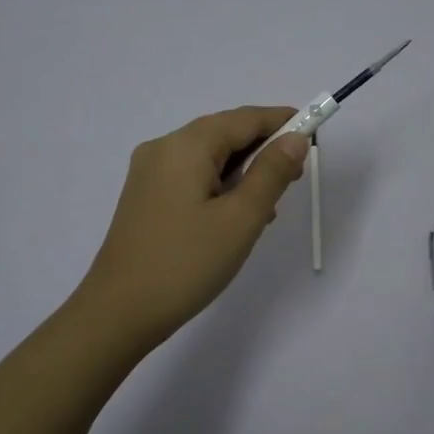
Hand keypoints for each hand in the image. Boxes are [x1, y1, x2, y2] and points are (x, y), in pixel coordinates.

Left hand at [74, 106, 309, 350]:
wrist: (118, 314)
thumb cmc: (186, 263)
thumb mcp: (241, 218)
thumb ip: (272, 173)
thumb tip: (295, 138)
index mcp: (186, 145)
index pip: (244, 118)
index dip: (282, 123)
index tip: (314, 136)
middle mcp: (163, 148)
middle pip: (224, 133)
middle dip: (263, 149)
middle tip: (294, 180)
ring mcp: (149, 173)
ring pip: (208, 157)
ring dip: (243, 171)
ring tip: (267, 208)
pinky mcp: (145, 197)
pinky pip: (191, 176)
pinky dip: (219, 186)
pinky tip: (235, 216)